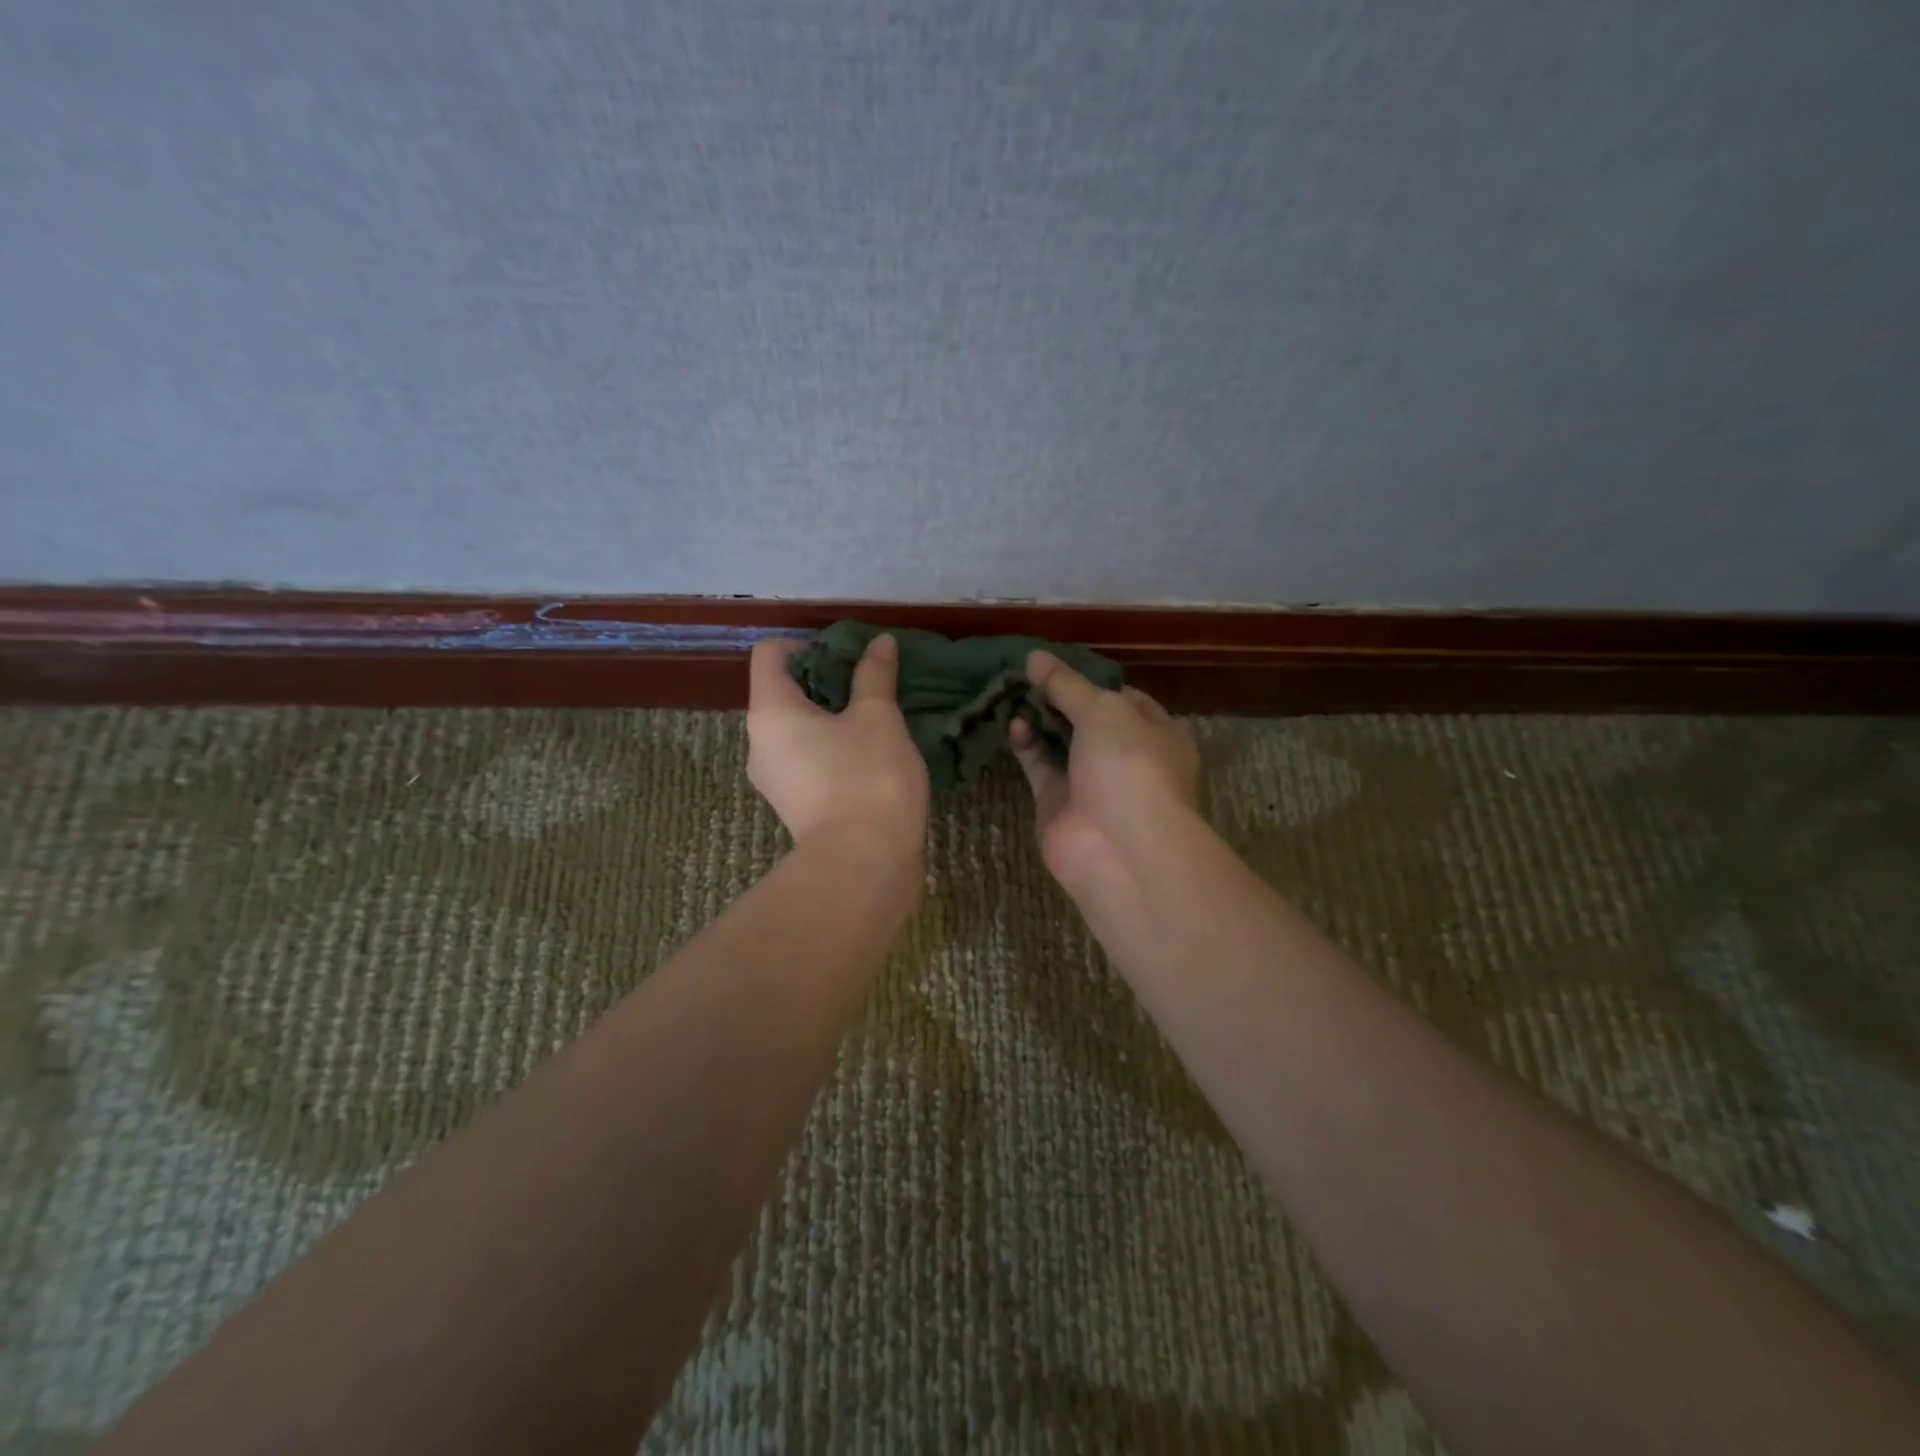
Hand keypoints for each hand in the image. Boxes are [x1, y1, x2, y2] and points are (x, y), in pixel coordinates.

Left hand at [747, 635, 929, 859]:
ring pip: (797, 730)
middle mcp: (760, 743)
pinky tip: (870, 755)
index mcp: (770, 712)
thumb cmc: (867, 779)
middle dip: (824, 680)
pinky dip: (832, 748)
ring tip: (874, 718)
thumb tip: (879, 642)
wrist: (864, 866)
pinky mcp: (795, 806)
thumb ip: (875, 675)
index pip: (769, 654)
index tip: (845, 654)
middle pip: (782, 692)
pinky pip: (808, 760)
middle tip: (868, 683)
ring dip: (831, 717)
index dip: (805, 643)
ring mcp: (775, 780)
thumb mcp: (878, 718)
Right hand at [1010, 651, 1200, 894]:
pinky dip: (1026, 745)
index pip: (1125, 698)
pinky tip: (1013, 724)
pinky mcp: (1059, 804)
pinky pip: (1040, 767)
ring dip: (1039, 719)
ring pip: (1061, 743)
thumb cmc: (1129, 765)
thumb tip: (1034, 656)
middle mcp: (1126, 757)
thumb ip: (1067, 684)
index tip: (1060, 663)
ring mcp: (1092, 783)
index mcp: (1156, 732)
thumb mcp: (1103, 710)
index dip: (1093, 679)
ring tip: (1012, 692)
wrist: (1120, 848)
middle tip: (1025, 674)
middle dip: (1059, 698)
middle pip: (1088, 720)